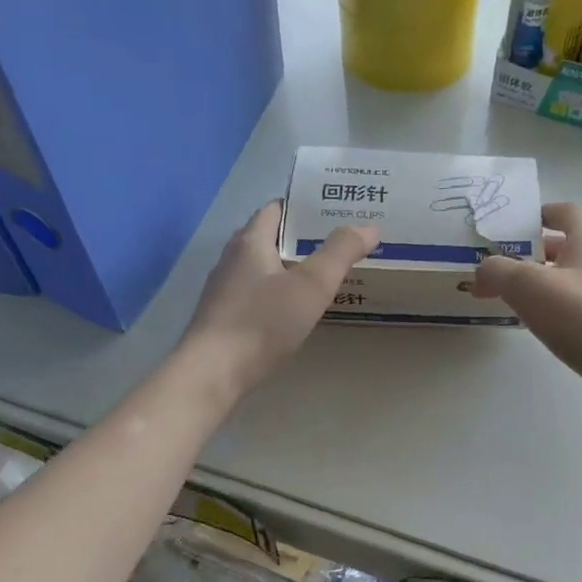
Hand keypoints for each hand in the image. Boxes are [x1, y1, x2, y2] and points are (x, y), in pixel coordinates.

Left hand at [179, 201, 376, 400]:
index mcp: (250, 241)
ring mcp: (224, 290)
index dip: (304, 207)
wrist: (213, 373)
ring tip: (322, 276)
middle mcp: (231, 259)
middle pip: (269, 238)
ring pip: (262, 269)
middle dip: (301, 239)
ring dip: (289, 268)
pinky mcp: (223, 318)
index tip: (335, 213)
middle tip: (337, 245)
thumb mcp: (311, 286)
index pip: (276, 208)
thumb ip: (340, 253)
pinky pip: (255, 295)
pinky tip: (294, 310)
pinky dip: (277, 294)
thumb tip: (369, 226)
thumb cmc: (262, 323)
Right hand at [472, 203, 581, 397]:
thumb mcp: (528, 286)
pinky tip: (533, 328)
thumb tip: (482, 271)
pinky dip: (551, 312)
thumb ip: (498, 271)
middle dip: (530, 253)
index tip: (508, 226)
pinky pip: (574, 311)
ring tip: (506, 298)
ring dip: (538, 286)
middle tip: (496, 267)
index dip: (538, 213)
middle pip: (564, 248)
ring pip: (568, 281)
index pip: (565, 212)